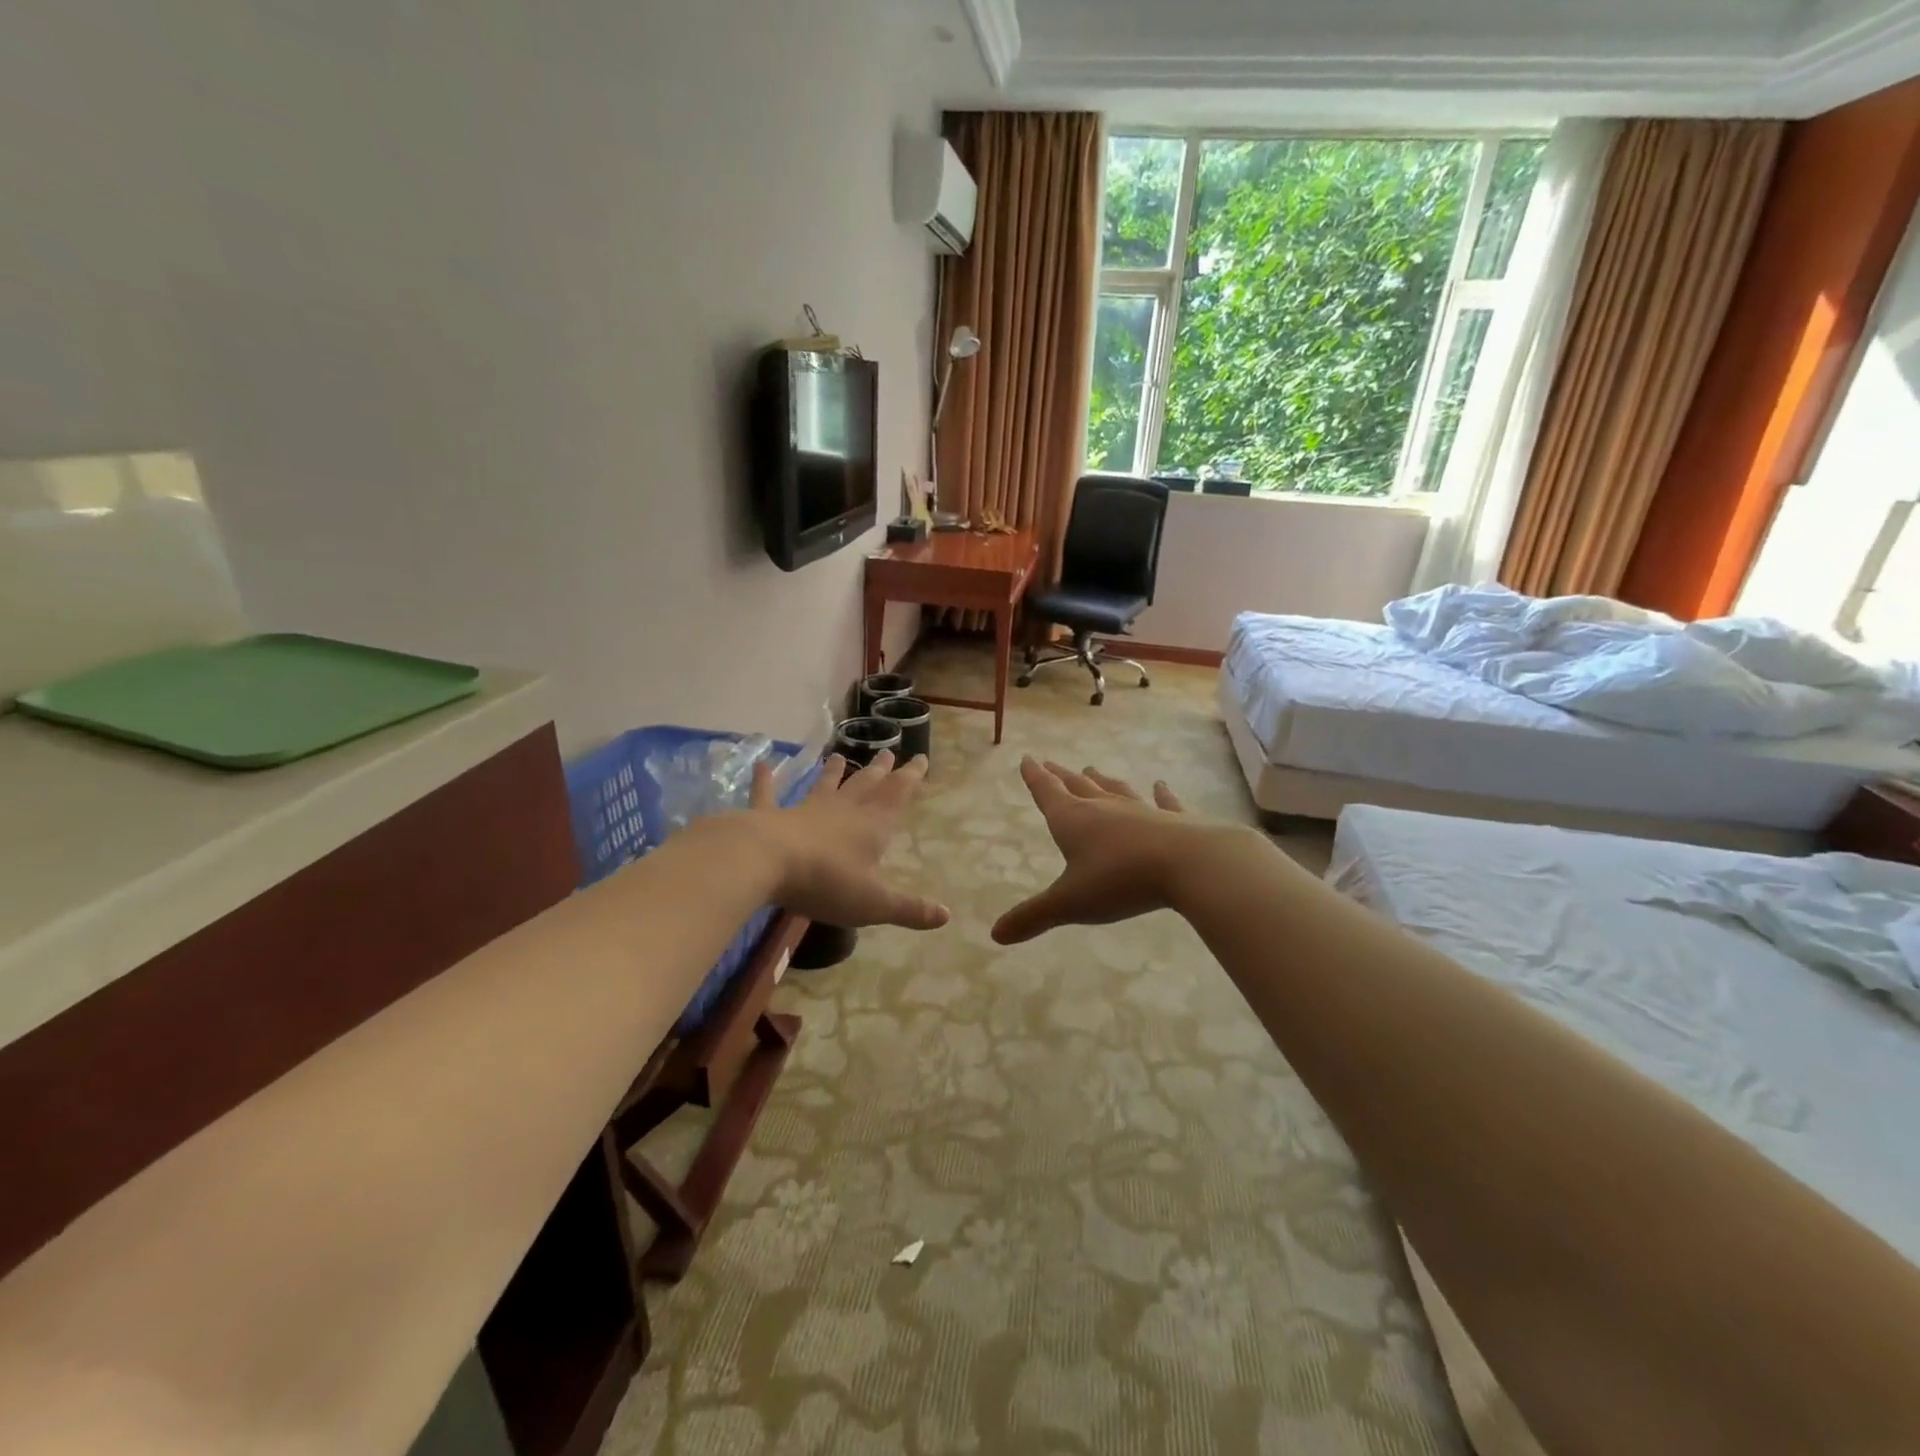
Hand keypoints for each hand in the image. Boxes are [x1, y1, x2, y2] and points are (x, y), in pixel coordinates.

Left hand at [748, 751, 948, 930]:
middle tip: (888, 752)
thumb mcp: (874, 903)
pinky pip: (768, 794)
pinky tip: (762, 764)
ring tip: (839, 755)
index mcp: (871, 826)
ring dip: (832, 772)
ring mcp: (804, 810)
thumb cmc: (826, 882)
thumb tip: (946, 916)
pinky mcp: (770, 816)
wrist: (767, 862)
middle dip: (879, 771)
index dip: (910, 777)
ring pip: (824, 786)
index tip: (921, 758)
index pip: (897, 795)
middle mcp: (841, 811)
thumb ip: (909, 909)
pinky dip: (766, 780)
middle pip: (865, 785)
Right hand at [992, 758, 1244, 943]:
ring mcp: (1141, 811)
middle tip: (1052, 763)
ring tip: (1092, 769)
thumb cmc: (1119, 880)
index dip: (1035, 777)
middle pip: (1078, 787)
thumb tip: (996, 934)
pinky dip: (1162, 794)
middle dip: (1062, 776)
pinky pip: (1164, 802)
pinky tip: (1161, 785)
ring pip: (1116, 791)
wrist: (1188, 864)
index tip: (1028, 759)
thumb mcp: (1070, 903)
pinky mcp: (1174, 821)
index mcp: (1074, 821)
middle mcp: (1104, 809)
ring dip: (1102, 781)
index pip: (1047, 793)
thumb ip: (1033, 917)